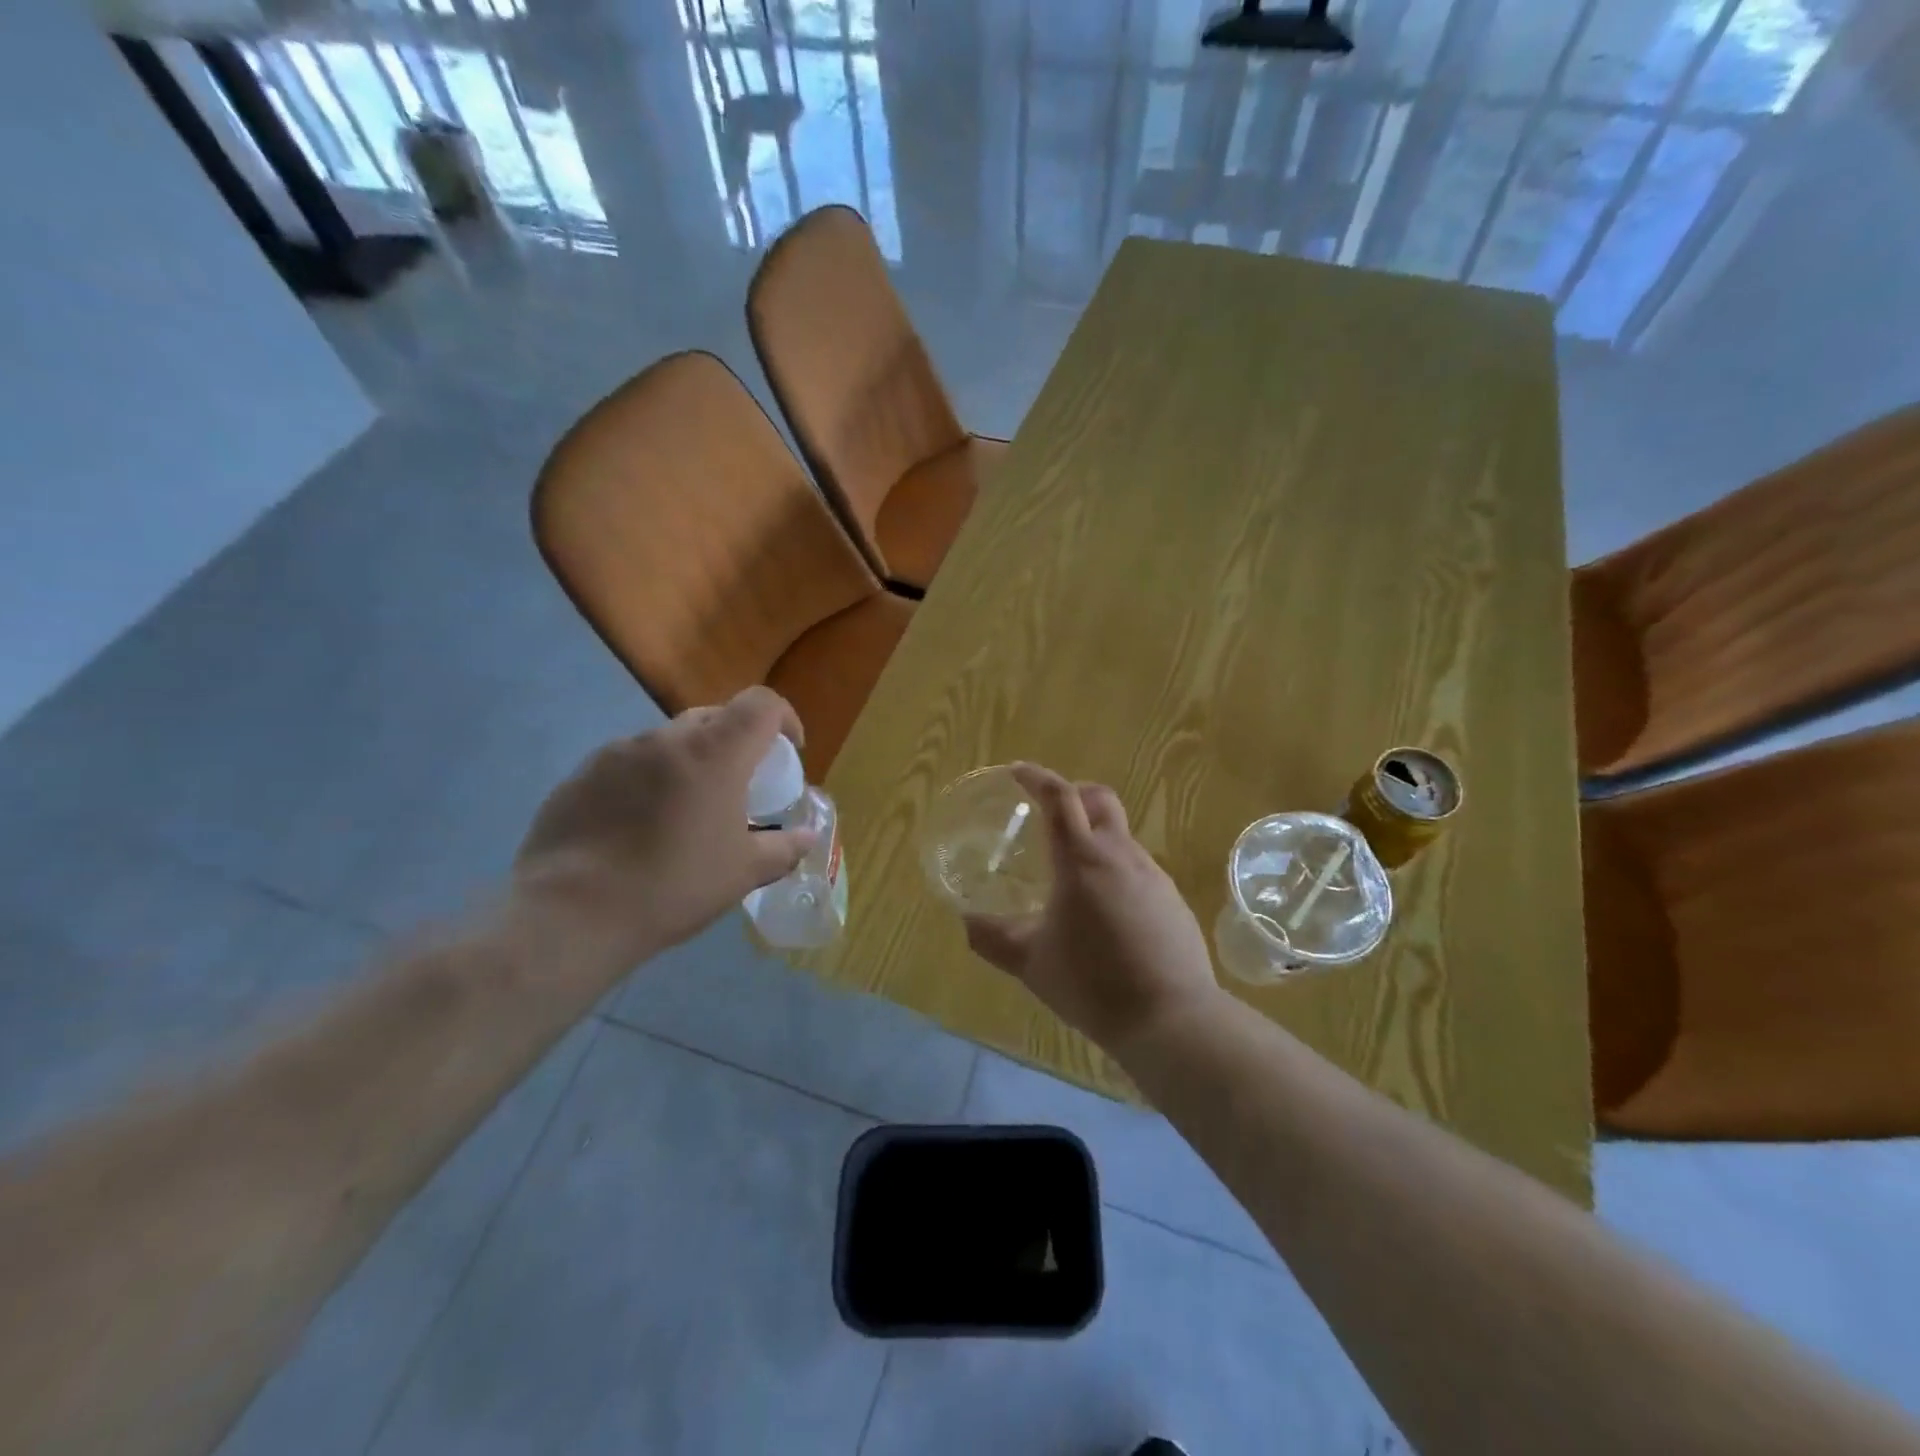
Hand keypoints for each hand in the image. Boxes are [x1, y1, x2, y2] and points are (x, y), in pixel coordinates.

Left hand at [513, 687, 815, 966]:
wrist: (572, 914)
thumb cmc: (674, 886)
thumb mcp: (743, 873)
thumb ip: (783, 847)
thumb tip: (808, 836)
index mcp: (715, 753)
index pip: (761, 703)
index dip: (784, 717)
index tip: (790, 750)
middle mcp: (666, 738)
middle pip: (714, 717)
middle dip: (736, 741)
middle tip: (739, 784)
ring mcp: (617, 753)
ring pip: (668, 741)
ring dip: (688, 762)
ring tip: (685, 810)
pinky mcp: (580, 775)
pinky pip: (628, 764)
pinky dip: (647, 781)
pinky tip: (637, 826)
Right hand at [964, 764, 1219, 1052]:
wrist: (1170, 1018)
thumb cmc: (1092, 983)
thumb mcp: (1031, 963)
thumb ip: (993, 938)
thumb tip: (966, 922)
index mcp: (1081, 859)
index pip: (1059, 797)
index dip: (1036, 777)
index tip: (1018, 772)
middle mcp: (1120, 855)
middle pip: (1099, 799)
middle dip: (1073, 794)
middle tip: (1049, 813)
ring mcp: (1152, 875)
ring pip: (1120, 835)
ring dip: (1095, 836)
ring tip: (1072, 873)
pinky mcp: (1172, 899)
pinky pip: (1138, 867)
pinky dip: (1115, 869)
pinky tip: (1106, 909)